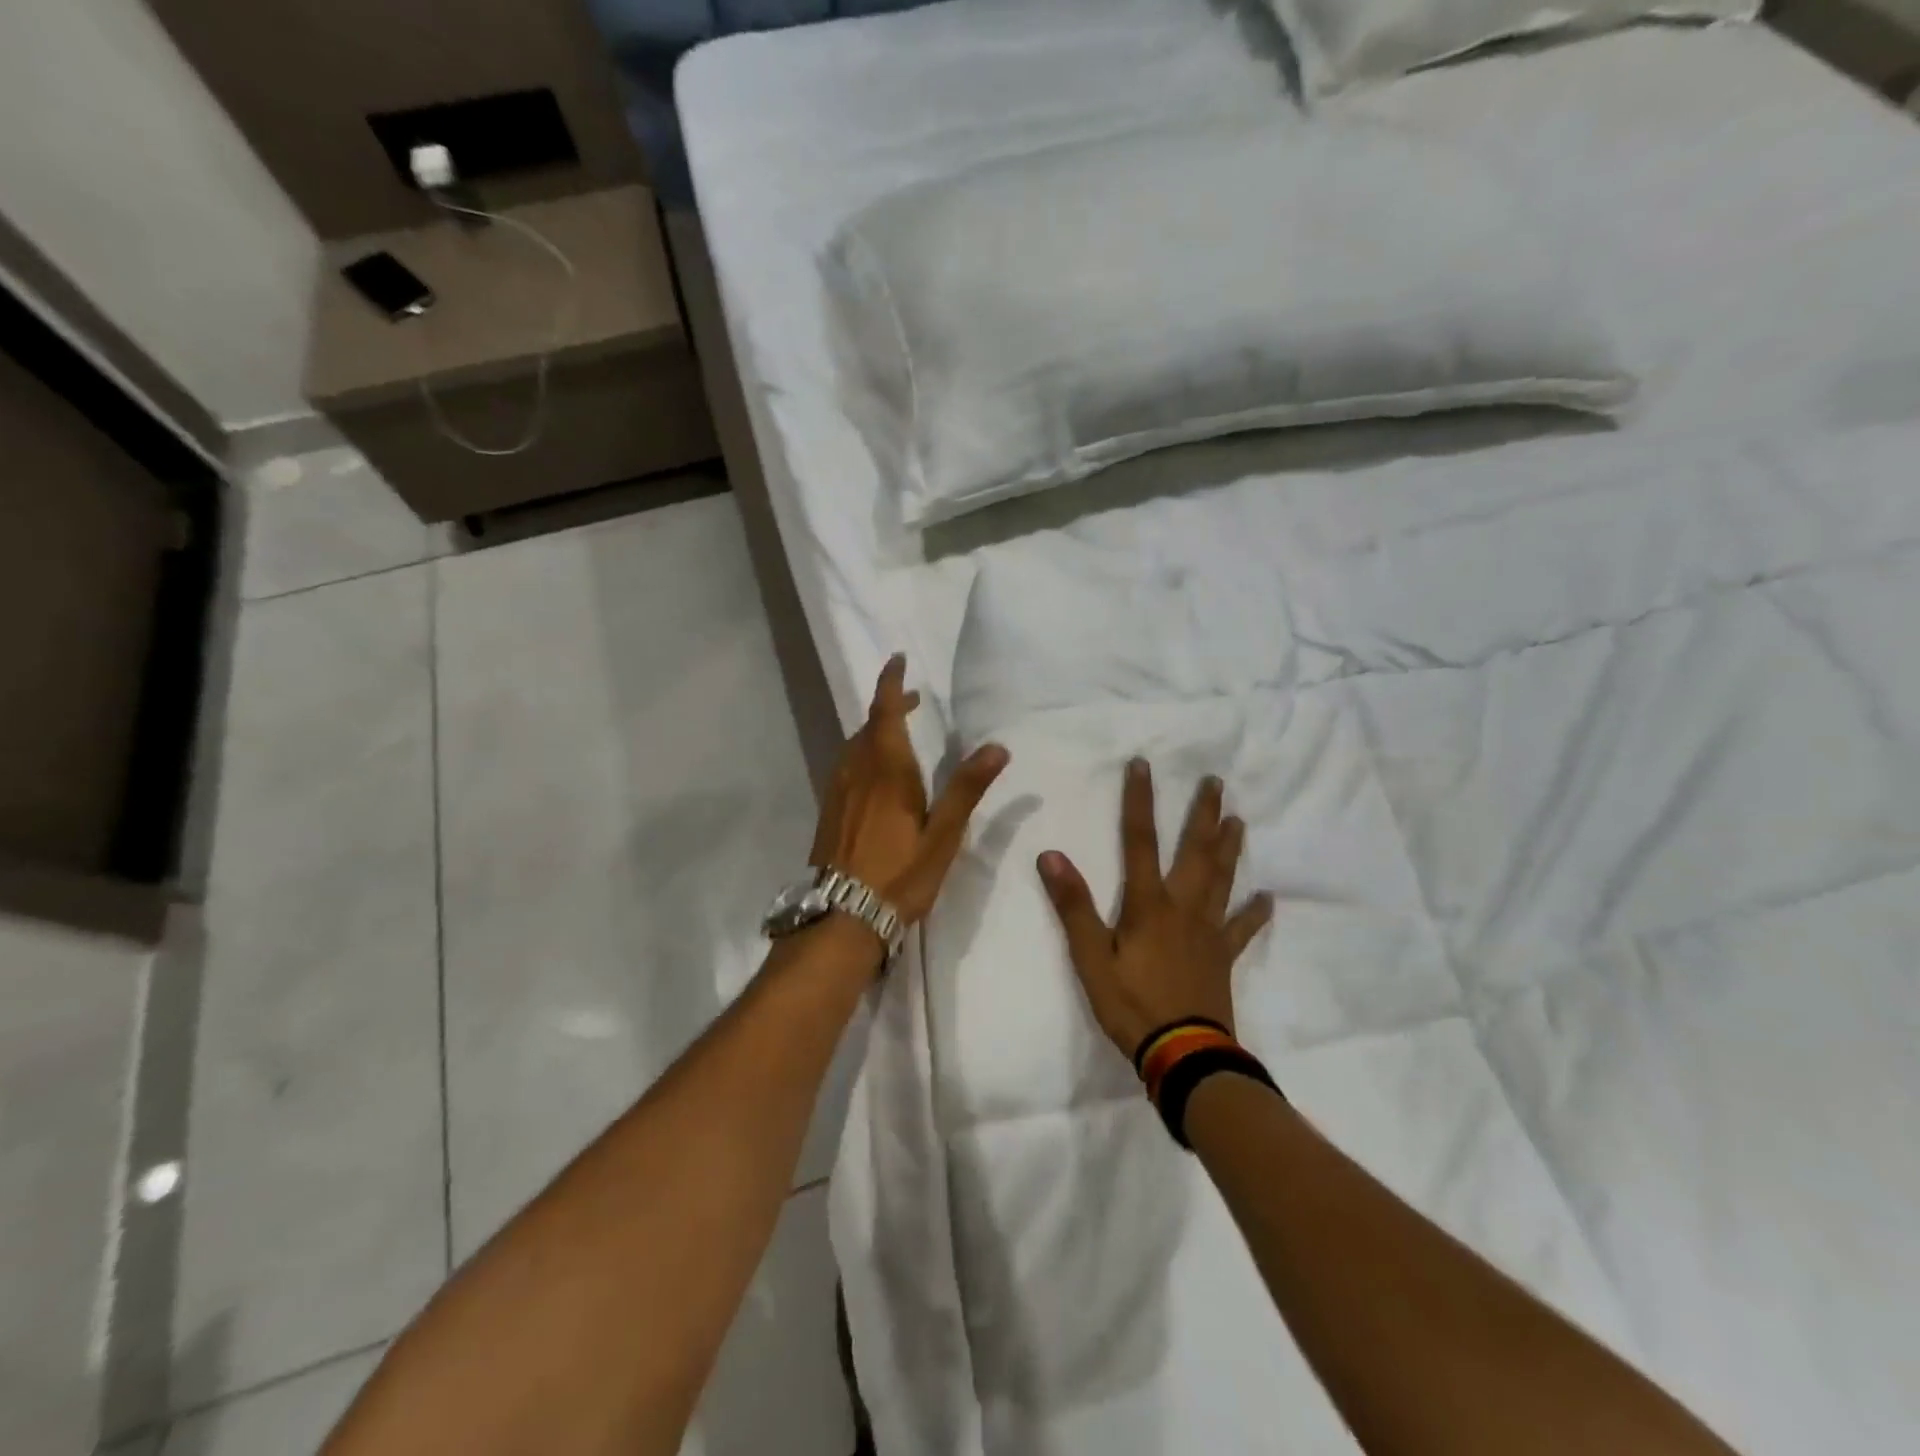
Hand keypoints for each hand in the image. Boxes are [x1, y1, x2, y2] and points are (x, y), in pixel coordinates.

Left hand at [812, 654, 1009, 925]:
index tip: (898, 659)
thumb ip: (967, 788)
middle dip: (889, 706)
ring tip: (899, 732)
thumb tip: (997, 746)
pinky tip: (877, 774)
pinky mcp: (830, 811)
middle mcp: (857, 770)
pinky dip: (865, 753)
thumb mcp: (943, 834)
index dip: (891, 682)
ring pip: (856, 746)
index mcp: (886, 769)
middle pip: (870, 726)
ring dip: (876, 730)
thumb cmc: (900, 874)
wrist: (843, 916)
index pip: (884, 711)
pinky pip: (848, 766)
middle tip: (913, 700)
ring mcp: (838, 791)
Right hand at [1038, 759, 1273, 1057]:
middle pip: (1194, 851)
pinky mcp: (1223, 956)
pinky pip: (1242, 928)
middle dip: (1202, 814)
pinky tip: (1268, 898)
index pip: (1140, 841)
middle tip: (1215, 782)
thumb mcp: (1090, 957)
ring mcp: (1208, 931)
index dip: (1139, 801)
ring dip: (1229, 847)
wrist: (1184, 1054)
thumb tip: (1051, 855)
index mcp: (1148, 904)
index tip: (1143, 765)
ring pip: (1222, 879)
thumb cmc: (1131, 1004)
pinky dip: (1255, 912)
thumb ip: (1073, 906)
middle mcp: (1183, 907)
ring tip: (1238, 820)